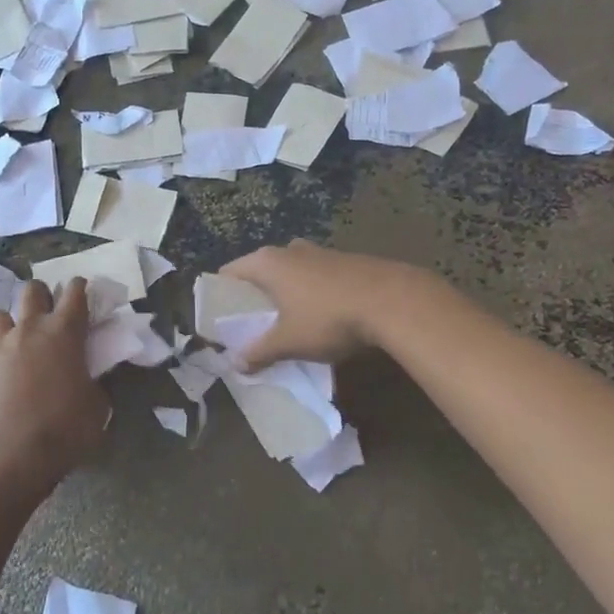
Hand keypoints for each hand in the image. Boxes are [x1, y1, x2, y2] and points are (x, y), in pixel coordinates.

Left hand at [0, 278, 108, 496]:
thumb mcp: (96, 408)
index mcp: (63, 333)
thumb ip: (93, 385)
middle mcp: (29, 331)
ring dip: (13, 321)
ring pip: (0, 314)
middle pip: (32, 291)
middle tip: (52, 312)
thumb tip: (86, 382)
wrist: (6, 460)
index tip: (84, 289)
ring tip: (21, 339)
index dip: (81, 287)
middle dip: (43, 294)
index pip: (75, 294)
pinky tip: (5, 380)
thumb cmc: (63, 430)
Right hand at [220, 241, 429, 371]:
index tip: (220, 321)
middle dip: (255, 297)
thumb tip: (236, 364)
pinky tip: (320, 317)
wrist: (392, 301)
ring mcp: (320, 253)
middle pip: (260, 272)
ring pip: (291, 273)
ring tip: (285, 324)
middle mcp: (290, 250)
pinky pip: (316, 278)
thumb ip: (259, 351)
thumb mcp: (288, 341)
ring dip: (285, 295)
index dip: (222, 297)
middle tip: (251, 326)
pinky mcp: (346, 262)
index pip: (229, 273)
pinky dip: (310, 294)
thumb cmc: (328, 317)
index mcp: (267, 262)